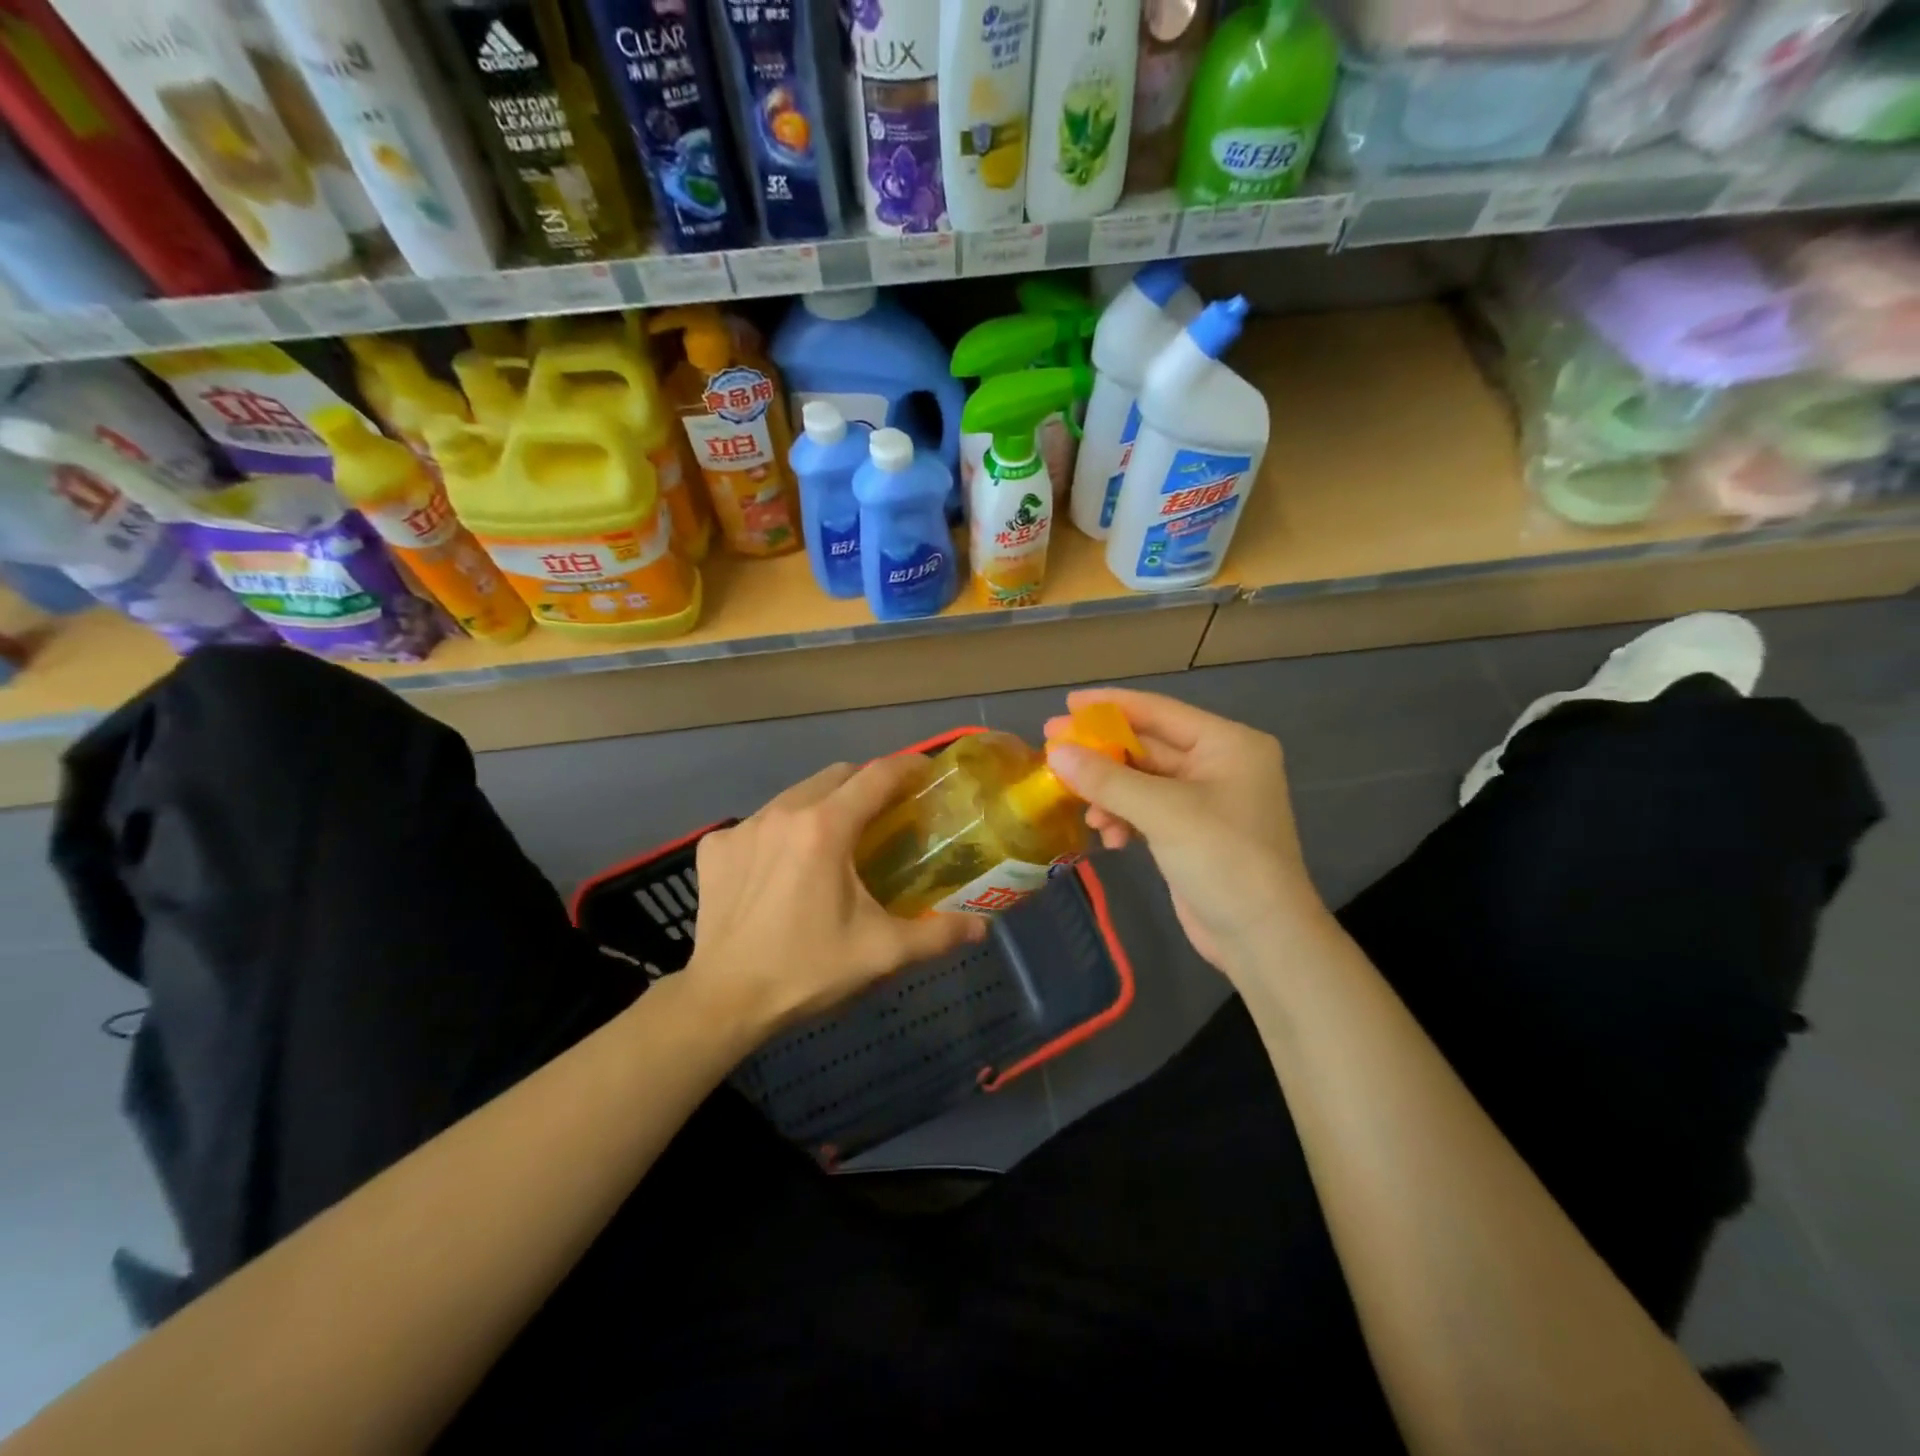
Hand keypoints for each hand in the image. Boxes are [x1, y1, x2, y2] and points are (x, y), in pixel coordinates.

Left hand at [686, 757, 987, 1038]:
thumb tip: (980, 928)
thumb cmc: (807, 970)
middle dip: (867, 784)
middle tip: (887, 814)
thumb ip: (936, 935)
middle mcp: (783, 812)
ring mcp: (743, 826)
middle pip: (837, 776)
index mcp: (826, 828)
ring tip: (837, 840)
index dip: (907, 768)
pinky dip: (781, 832)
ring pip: (796, 795)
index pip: (876, 775)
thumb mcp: (880, 953)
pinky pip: (759, 822)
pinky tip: (782, 867)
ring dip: (824, 805)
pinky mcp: (715, 847)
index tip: (927, 774)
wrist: (723, 1001)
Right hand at [1044, 688, 1325, 972]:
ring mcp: (1204, 800)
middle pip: (1147, 746)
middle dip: (1102, 754)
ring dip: (1109, 793)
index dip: (1111, 706)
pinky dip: (1122, 818)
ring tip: (1081, 808)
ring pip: (1141, 781)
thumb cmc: (1223, 860)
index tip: (1067, 704)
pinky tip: (1107, 837)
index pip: (1159, 711)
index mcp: (1227, 744)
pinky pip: (1145, 810)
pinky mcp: (1189, 832)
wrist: (1262, 939)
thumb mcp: (1164, 812)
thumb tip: (1056, 753)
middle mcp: (1218, 764)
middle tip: (1052, 749)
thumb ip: (1108, 779)